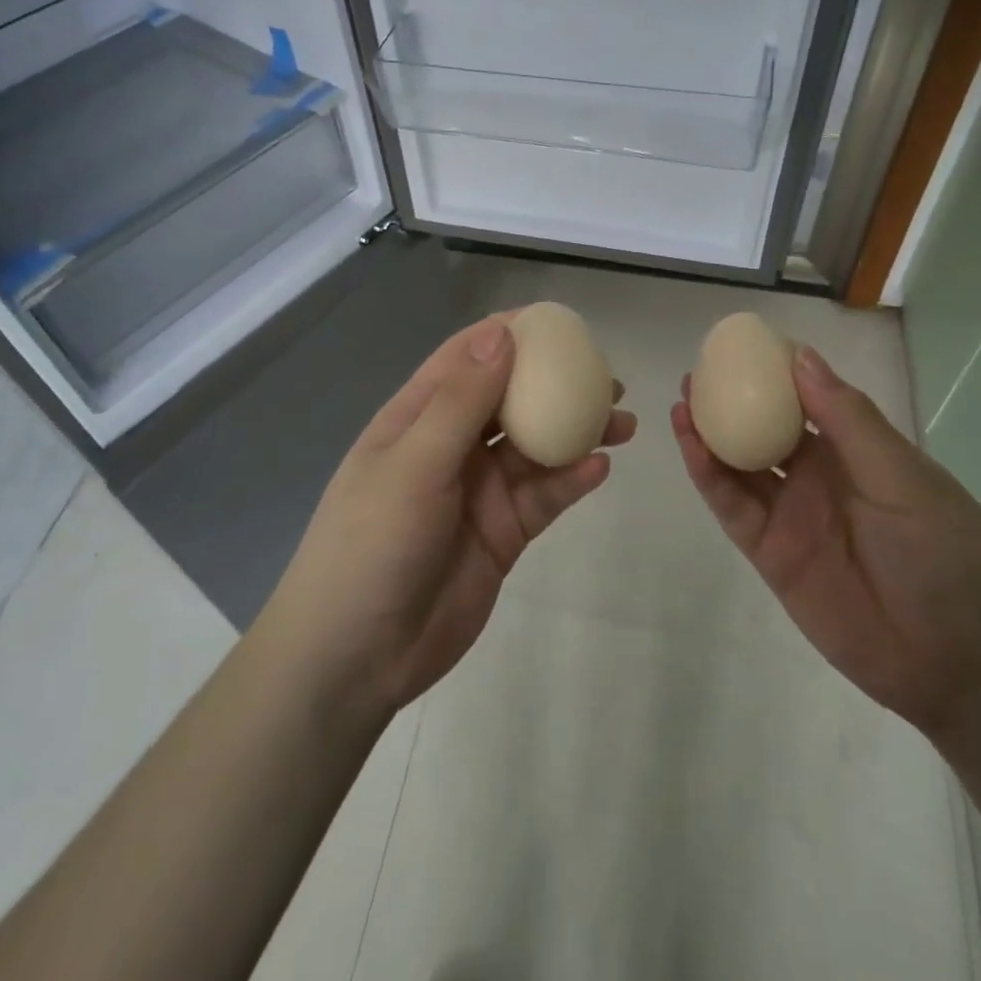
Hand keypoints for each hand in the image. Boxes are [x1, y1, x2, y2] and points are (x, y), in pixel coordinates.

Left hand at [264, 315, 635, 718]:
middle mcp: (451, 445)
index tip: (560, 323)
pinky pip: (543, 496)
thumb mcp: (413, 464)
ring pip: (535, 447)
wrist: (356, 657)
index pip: (467, 358)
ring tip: (624, 421)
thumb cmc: (372, 544)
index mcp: (418, 417)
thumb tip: (502, 333)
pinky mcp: (502, 533)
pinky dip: (571, 479)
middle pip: (510, 399)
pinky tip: (601, 468)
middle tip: (608, 378)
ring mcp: (478, 491)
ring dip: (576, 432)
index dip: (510, 335)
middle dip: (556, 384)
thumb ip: (461, 400)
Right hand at [672, 345, 980, 736]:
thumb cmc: (945, 554)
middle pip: (762, 430)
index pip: (805, 400)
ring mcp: (790, 515)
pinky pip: (731, 506)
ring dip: (709, 434)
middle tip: (695, 374)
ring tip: (682, 400)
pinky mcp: (769, 552)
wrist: (958, 663)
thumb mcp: (903, 477)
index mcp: (855, 451)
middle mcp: (817, 478)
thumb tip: (800, 357)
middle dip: (729, 402)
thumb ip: (847, 419)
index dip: (771, 374)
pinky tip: (690, 444)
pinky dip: (708, 475)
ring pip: (739, 465)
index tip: (738, 346)